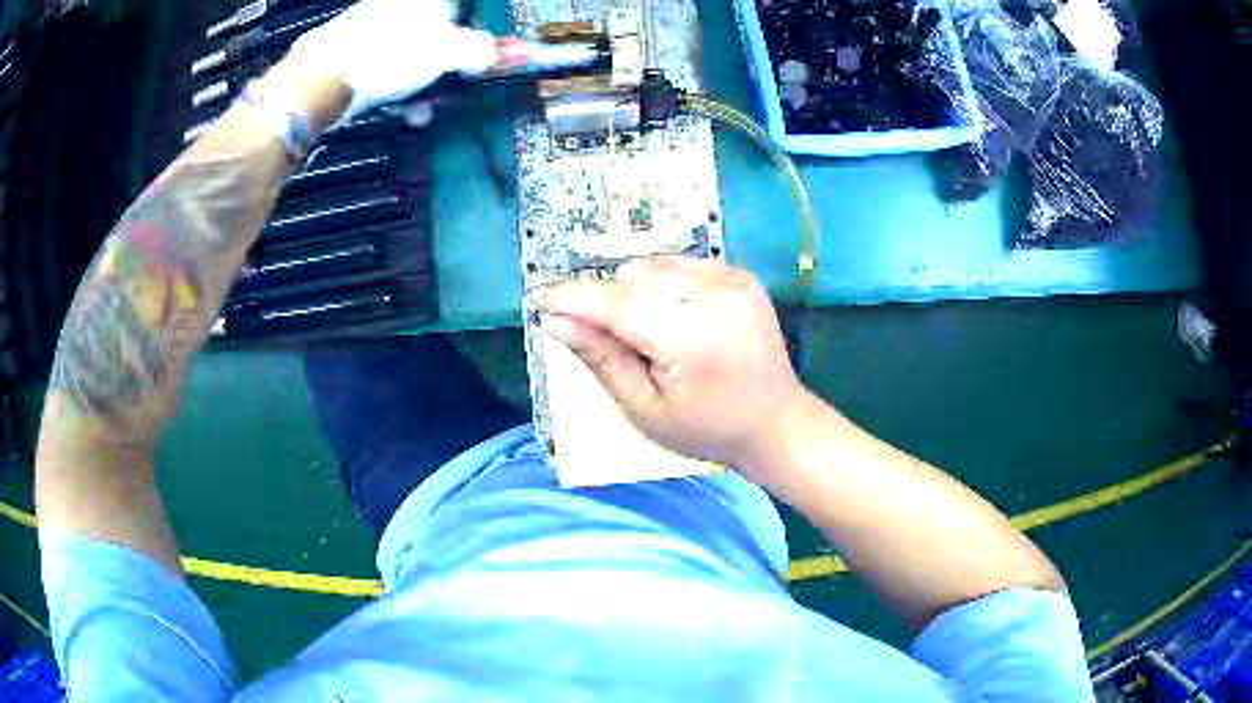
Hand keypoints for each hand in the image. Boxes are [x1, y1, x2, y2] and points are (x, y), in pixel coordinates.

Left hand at [288, 0, 497, 119]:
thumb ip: (482, 50)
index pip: (462, 7)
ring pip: (412, 52)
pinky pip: (387, 67)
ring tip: (426, 108)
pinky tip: (404, 110)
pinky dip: (400, 88)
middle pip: (438, 31)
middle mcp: (400, 7)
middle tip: (456, 85)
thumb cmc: (387, 56)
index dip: (473, 33)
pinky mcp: (352, 55)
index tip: (480, 57)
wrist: (318, 82)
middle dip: (450, 62)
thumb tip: (517, 52)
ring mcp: (373, 29)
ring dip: (426, 82)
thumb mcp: (445, 52)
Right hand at [535, 257, 809, 478]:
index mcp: (691, 337)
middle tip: (612, 339)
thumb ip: (602, 360)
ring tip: (651, 330)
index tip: (539, 296)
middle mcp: (715, 296)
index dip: (572, 298)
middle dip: (608, 301)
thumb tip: (559, 321)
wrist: (776, 422)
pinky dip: (665, 284)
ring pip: (655, 264)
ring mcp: (733, 280)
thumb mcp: (646, 410)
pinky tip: (677, 316)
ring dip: (636, 289)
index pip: (616, 304)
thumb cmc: (708, 429)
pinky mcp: (742, 275)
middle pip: (633, 278)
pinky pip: (683, 264)